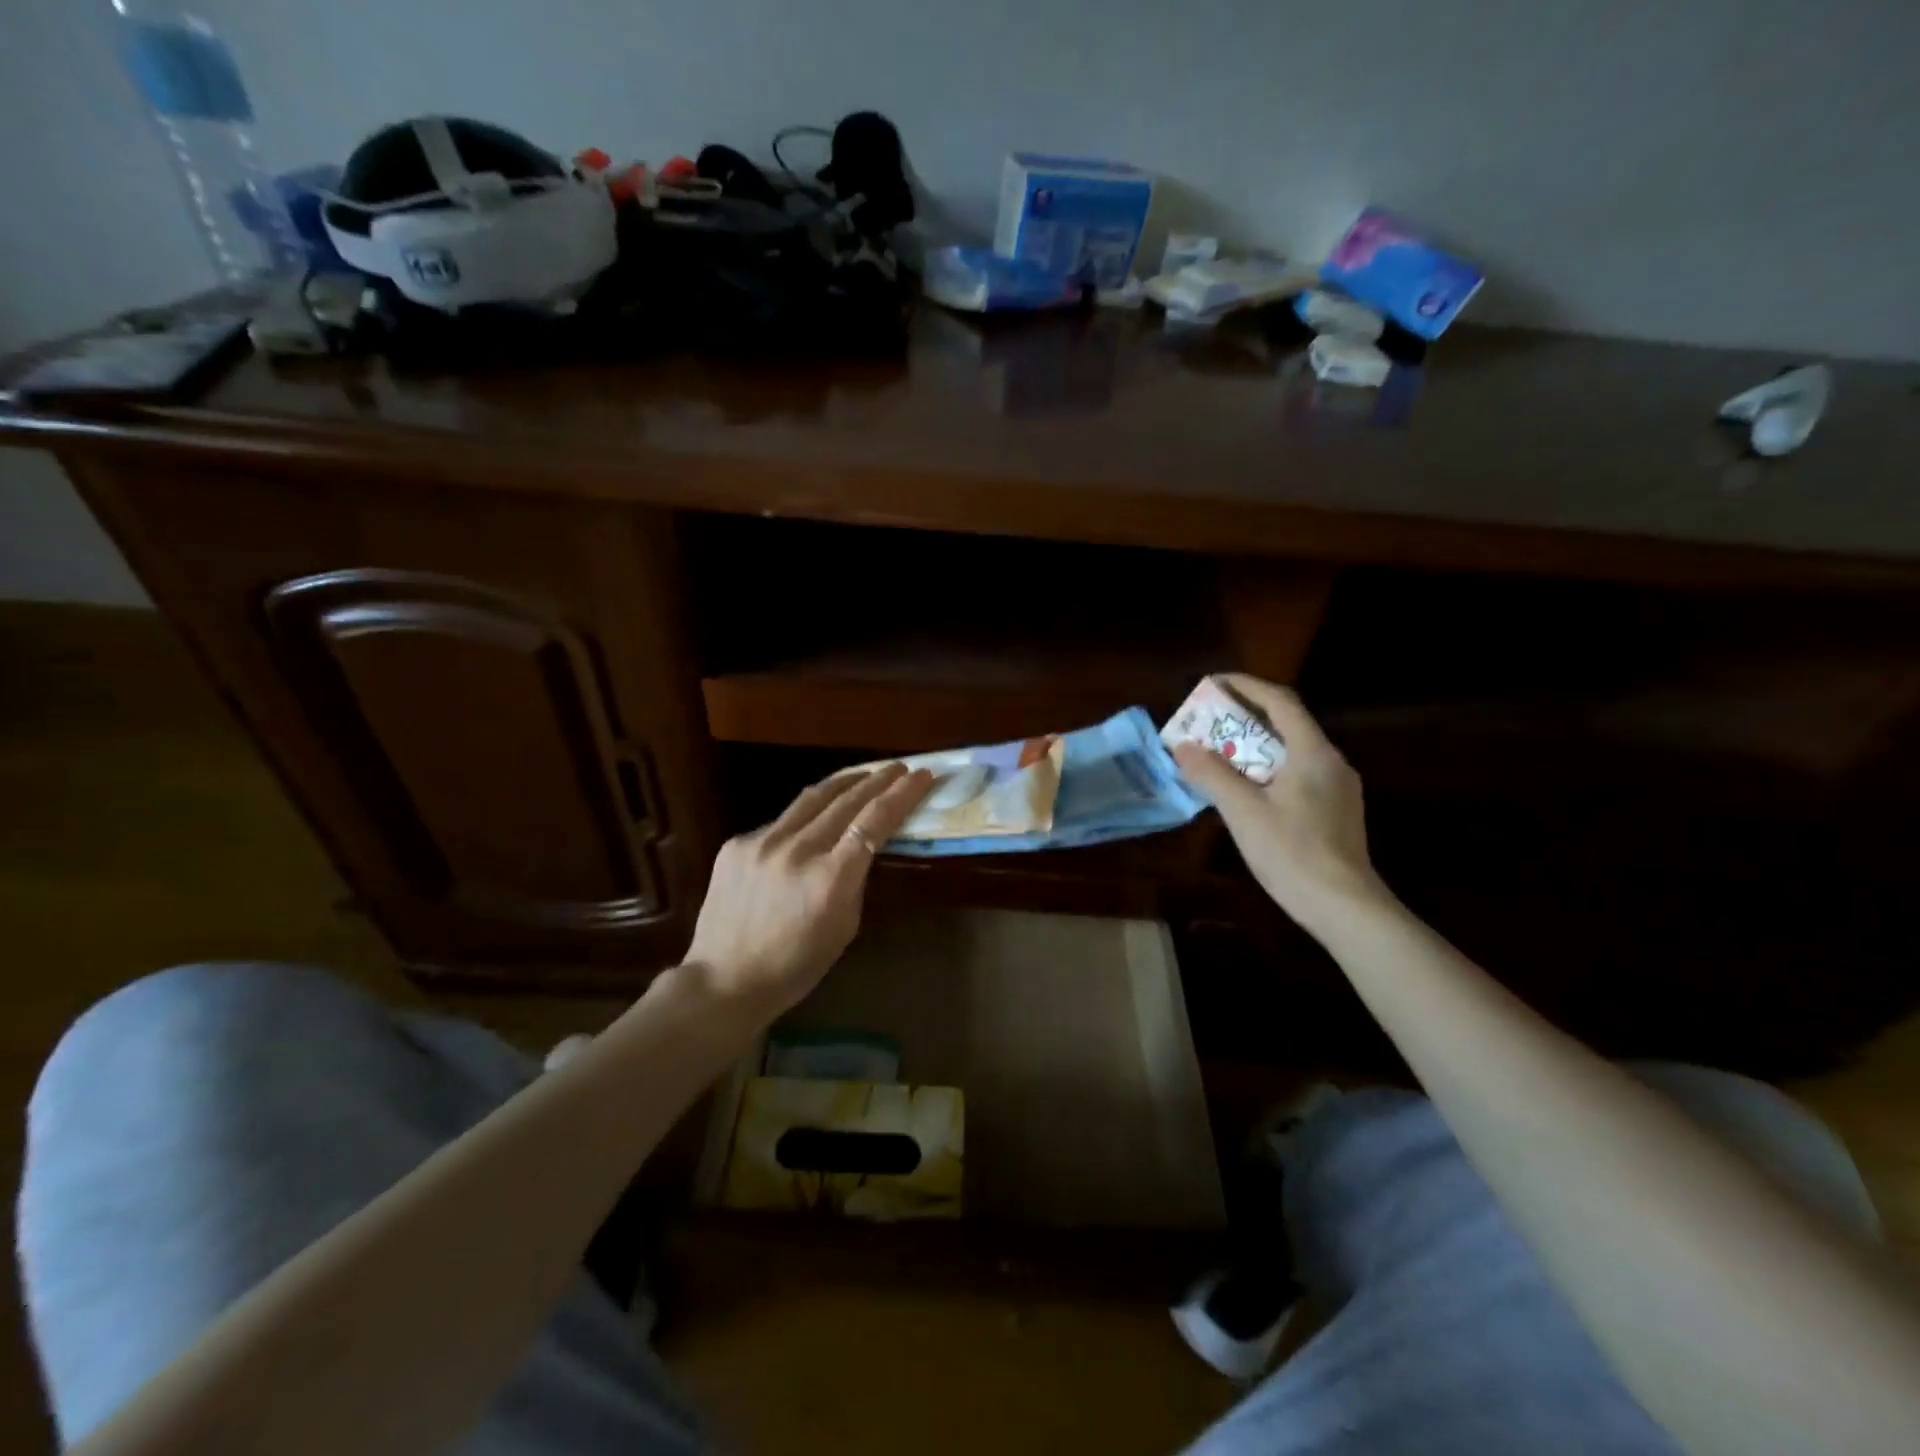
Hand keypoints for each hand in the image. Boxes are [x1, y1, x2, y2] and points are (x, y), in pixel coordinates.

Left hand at [682, 762, 934, 1017]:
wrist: (723, 980)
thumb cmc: (795, 965)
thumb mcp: (844, 927)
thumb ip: (854, 880)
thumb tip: (861, 847)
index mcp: (830, 879)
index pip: (874, 822)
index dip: (901, 795)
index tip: (922, 776)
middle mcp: (797, 851)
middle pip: (846, 800)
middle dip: (878, 779)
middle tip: (898, 767)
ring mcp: (762, 842)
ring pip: (812, 799)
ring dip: (844, 783)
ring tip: (864, 775)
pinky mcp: (737, 843)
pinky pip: (781, 822)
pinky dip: (806, 817)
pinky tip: (814, 821)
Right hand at [1172, 675, 1384, 934]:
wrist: (1344, 907)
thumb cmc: (1293, 853)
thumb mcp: (1243, 811)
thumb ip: (1212, 774)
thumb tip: (1182, 747)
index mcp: (1313, 753)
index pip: (1280, 702)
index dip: (1246, 686)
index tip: (1213, 682)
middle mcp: (1331, 762)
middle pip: (1287, 725)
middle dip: (1245, 717)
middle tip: (1209, 720)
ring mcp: (1338, 788)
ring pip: (1292, 752)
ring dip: (1255, 745)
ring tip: (1220, 752)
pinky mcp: (1336, 812)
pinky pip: (1297, 774)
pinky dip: (1267, 769)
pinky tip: (1246, 788)